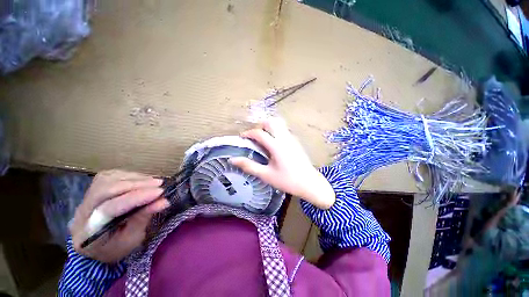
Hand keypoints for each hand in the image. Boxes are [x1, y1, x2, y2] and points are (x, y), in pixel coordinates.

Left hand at [70, 170, 169, 262]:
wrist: (96, 246)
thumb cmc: (115, 247)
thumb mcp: (131, 239)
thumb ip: (143, 219)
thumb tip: (163, 201)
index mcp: (89, 231)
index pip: (110, 209)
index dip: (137, 198)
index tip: (160, 192)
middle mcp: (82, 211)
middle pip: (106, 190)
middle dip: (136, 185)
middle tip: (159, 184)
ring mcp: (85, 197)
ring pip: (108, 179)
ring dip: (135, 179)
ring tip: (154, 182)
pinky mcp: (93, 188)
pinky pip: (110, 175)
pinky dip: (129, 176)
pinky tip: (142, 180)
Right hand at [230, 118, 335, 208]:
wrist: (310, 183)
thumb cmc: (287, 181)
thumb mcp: (266, 175)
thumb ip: (249, 166)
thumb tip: (232, 160)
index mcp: (276, 146)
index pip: (259, 133)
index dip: (248, 133)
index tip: (242, 137)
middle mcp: (285, 138)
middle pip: (271, 122)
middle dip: (260, 125)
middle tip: (254, 136)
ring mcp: (292, 139)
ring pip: (279, 124)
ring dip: (268, 127)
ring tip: (263, 138)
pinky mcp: (296, 141)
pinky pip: (284, 130)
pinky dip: (275, 131)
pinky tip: (273, 144)